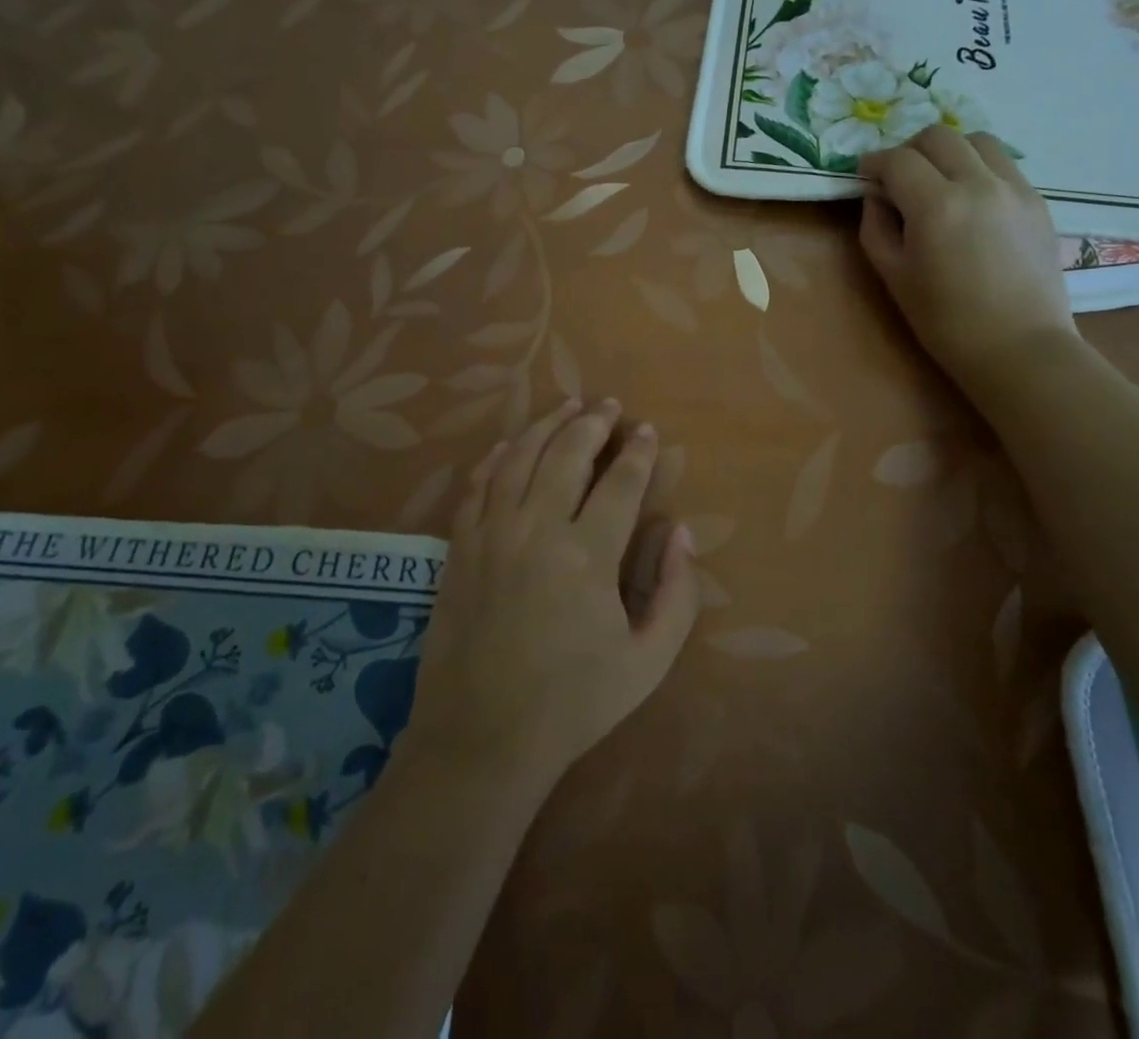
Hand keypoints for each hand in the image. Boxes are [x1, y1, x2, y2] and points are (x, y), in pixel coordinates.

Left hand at [403, 398, 699, 797]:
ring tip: (566, 405)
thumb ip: (676, 593)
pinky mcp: (460, 547)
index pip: (620, 483)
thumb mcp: (647, 661)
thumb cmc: (573, 702)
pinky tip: (510, 444)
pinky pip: (478, 485)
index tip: (646, 430)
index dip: (637, 452)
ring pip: (520, 458)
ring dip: (546, 425)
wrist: (483, 736)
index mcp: (588, 555)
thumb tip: (679, 532)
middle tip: (608, 403)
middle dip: (592, 422)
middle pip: (566, 454)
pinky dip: (496, 457)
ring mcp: (492, 534)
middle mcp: (538, 529)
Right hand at [859, 125, 1075, 386]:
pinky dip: (977, 168)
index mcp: (937, 206)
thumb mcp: (893, 276)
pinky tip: (969, 200)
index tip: (864, 176)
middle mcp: (979, 184)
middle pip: (938, 136)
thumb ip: (876, 227)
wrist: (1018, 347)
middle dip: (909, 149)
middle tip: (897, 177)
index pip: (898, 160)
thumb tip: (876, 196)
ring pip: (976, 140)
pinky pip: (1002, 164)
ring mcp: (1015, 188)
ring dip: (948, 151)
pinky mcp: (1037, 201)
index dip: (874, 163)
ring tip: (937, 180)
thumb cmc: (944, 320)